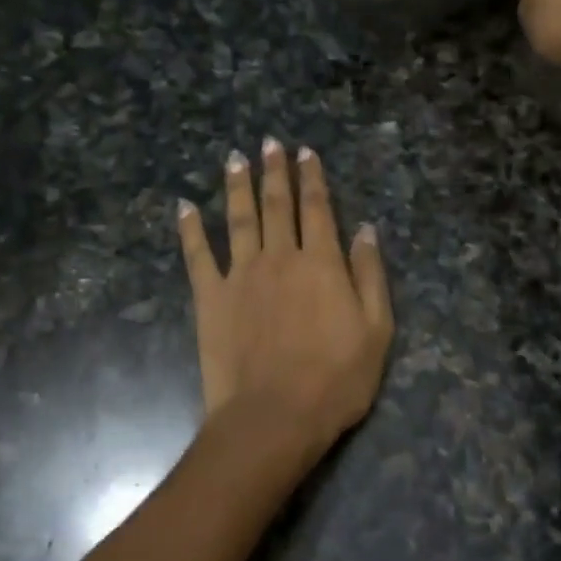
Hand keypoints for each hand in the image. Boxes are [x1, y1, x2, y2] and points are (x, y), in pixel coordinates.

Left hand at [178, 138, 393, 468]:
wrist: (273, 417)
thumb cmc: (335, 380)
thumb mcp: (376, 330)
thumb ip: (370, 275)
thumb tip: (366, 229)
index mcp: (321, 262)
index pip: (317, 208)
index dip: (312, 178)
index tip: (305, 152)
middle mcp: (279, 257)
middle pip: (276, 204)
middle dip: (274, 171)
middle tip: (269, 142)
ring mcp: (241, 274)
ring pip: (239, 218)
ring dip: (237, 185)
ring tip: (235, 158)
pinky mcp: (210, 297)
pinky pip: (198, 255)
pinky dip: (190, 229)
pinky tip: (185, 206)